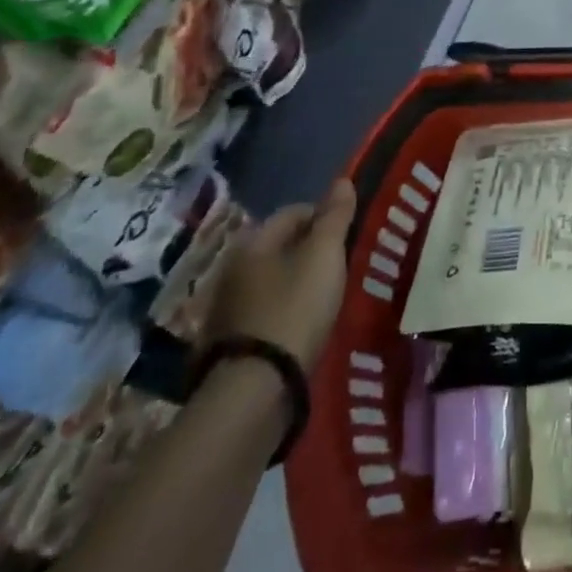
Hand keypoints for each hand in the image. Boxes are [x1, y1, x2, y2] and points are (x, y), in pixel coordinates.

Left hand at [206, 180, 355, 375]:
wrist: (255, 390)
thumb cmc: (294, 308)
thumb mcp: (324, 255)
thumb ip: (335, 216)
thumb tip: (343, 180)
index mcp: (252, 243)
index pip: (293, 212)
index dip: (324, 216)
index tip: (347, 234)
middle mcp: (231, 270)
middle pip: (279, 247)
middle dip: (308, 250)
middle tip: (338, 265)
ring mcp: (224, 310)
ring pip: (270, 281)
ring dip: (294, 282)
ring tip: (324, 297)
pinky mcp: (226, 346)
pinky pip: (263, 314)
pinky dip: (282, 312)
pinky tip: (300, 326)